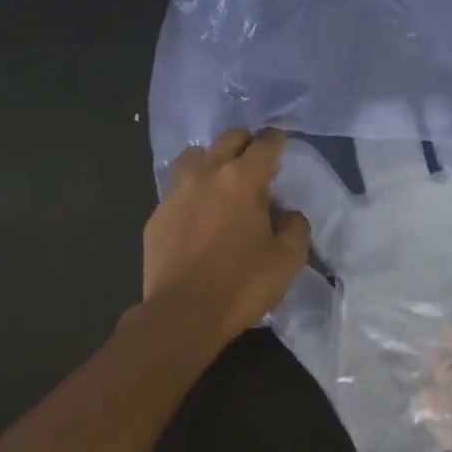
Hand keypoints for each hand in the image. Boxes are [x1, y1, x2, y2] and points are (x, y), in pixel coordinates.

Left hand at [144, 128, 311, 344]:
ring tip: (221, 184)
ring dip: (212, 161)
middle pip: (228, 138)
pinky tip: (197, 218)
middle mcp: (206, 174)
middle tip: (257, 166)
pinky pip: (177, 191)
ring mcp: (176, 193)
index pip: (265, 143)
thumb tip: (285, 214)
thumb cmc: (242, 284)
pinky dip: (191, 194)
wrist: (183, 313)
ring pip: (194, 157)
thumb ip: (294, 227)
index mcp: (243, 179)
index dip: (278, 142)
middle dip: (246, 145)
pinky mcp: (156, 216)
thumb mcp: (287, 259)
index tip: (282, 149)